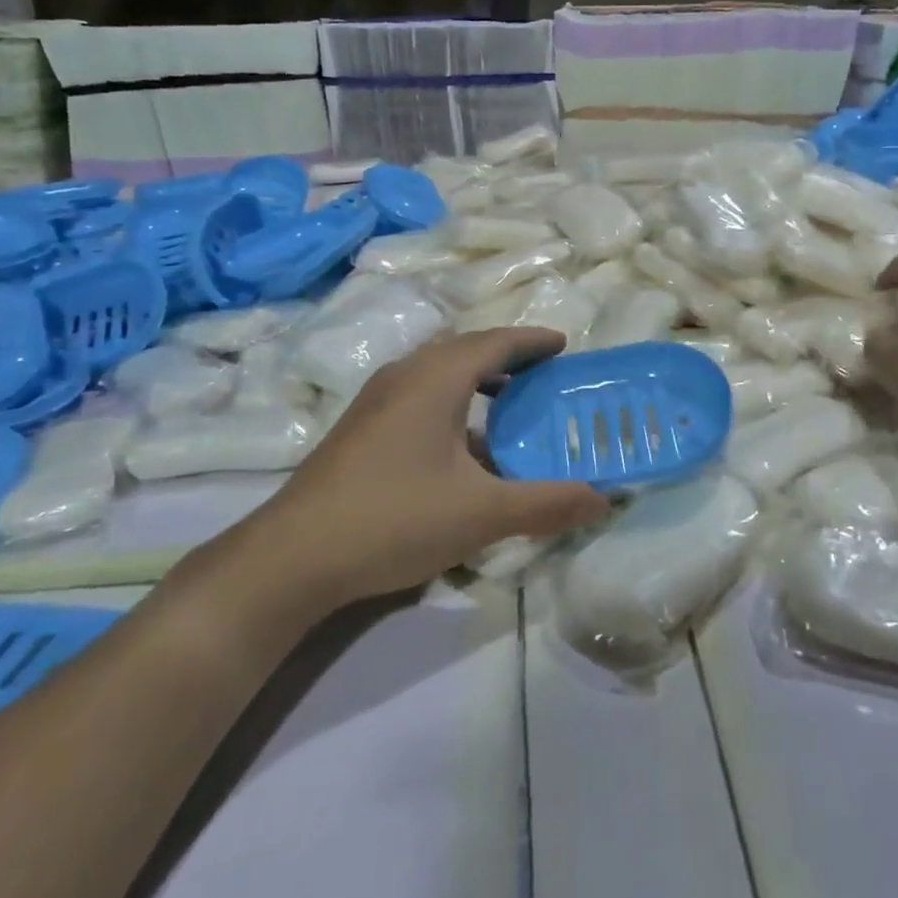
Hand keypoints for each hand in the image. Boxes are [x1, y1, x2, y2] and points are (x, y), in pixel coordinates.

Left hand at [236, 328, 610, 608]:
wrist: (293, 556)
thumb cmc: (395, 518)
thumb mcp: (482, 514)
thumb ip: (547, 503)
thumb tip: (604, 497)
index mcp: (437, 377)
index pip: (497, 341)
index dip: (533, 341)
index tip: (565, 346)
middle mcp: (406, 374)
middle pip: (467, 350)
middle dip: (509, 358)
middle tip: (545, 377)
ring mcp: (377, 399)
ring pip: (440, 373)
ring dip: (479, 380)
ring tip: (510, 406)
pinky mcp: (362, 426)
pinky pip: (421, 395)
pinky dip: (453, 402)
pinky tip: (463, 447)